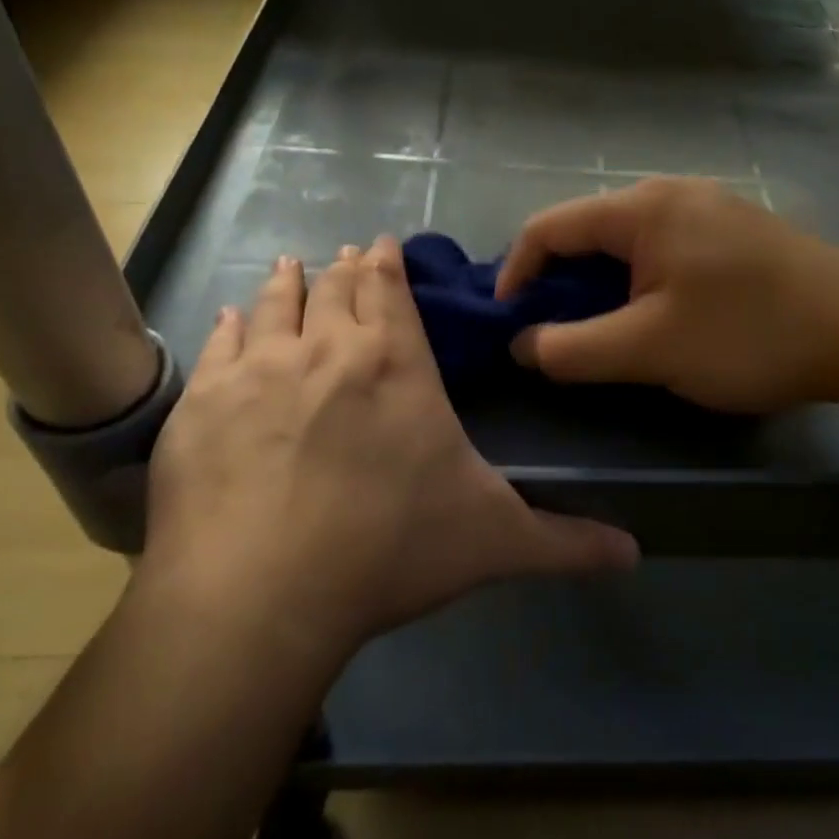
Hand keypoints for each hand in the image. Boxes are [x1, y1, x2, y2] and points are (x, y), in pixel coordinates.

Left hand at [145, 239, 639, 658]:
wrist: (263, 595)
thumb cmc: (391, 552)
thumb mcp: (495, 542)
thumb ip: (566, 542)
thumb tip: (636, 553)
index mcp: (396, 364)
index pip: (391, 290)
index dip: (387, 262)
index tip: (381, 244)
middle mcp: (327, 349)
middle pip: (335, 287)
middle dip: (344, 267)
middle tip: (345, 255)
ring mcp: (258, 371)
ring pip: (275, 303)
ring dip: (288, 281)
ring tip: (290, 265)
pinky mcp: (202, 406)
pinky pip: (220, 345)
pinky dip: (231, 327)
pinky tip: (230, 320)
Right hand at [496, 178, 838, 413]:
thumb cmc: (748, 334)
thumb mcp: (650, 349)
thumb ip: (574, 349)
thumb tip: (524, 343)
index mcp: (642, 208)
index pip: (549, 227)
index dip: (516, 273)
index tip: (509, 323)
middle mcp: (670, 192)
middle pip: (587, 232)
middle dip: (559, 283)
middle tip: (552, 334)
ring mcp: (706, 208)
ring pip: (627, 243)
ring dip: (600, 286)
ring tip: (599, 333)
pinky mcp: (732, 232)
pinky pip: (663, 250)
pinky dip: (638, 282)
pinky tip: (653, 318)